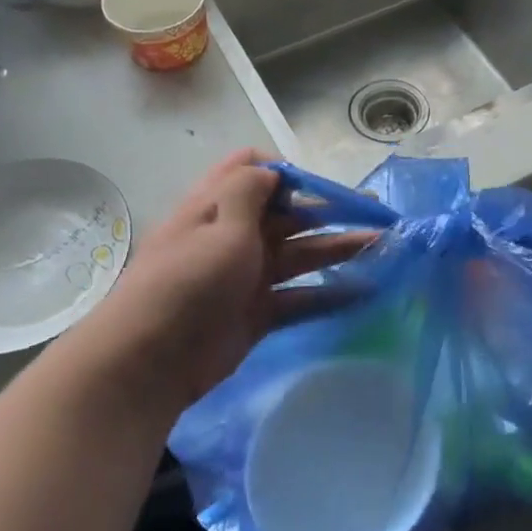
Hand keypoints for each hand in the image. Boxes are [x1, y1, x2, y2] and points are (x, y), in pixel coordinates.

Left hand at [76, 150, 371, 420]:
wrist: (150, 361)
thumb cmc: (187, 282)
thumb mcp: (220, 227)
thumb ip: (249, 193)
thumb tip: (271, 169)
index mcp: (218, 206)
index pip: (252, 172)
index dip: (287, 172)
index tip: (322, 185)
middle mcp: (234, 236)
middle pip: (288, 215)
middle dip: (329, 211)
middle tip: (375, 214)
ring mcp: (247, 277)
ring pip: (300, 255)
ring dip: (338, 249)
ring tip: (381, 247)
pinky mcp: (257, 314)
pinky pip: (299, 298)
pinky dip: (329, 294)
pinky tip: (364, 292)